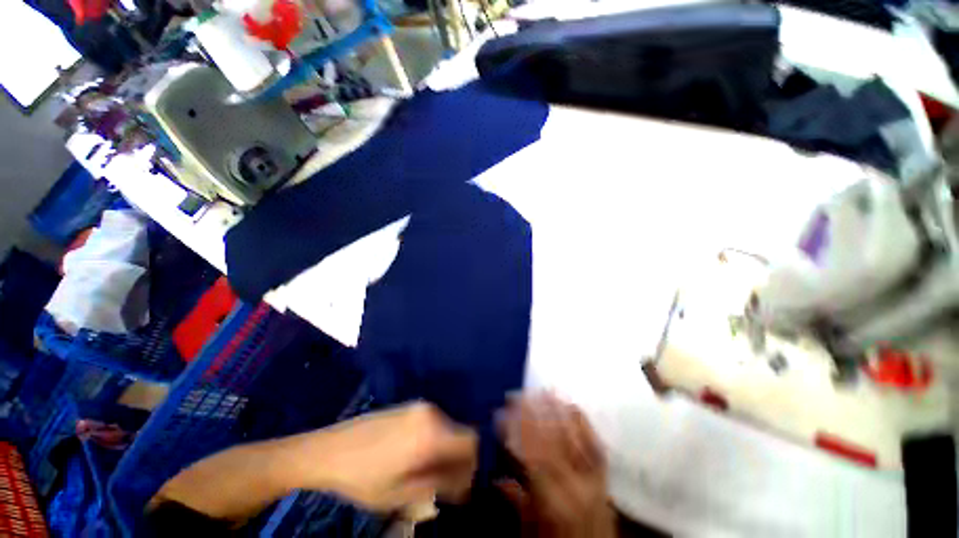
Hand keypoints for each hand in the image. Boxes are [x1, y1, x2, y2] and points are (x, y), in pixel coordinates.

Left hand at [280, 402, 478, 513]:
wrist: (329, 450)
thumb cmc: (364, 477)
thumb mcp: (402, 493)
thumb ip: (440, 485)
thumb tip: (467, 482)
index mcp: (432, 432)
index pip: (473, 441)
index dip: (476, 462)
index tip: (467, 482)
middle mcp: (432, 412)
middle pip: (462, 433)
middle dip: (461, 458)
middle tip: (448, 482)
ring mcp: (421, 406)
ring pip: (449, 427)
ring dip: (448, 449)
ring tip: (431, 471)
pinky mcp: (411, 406)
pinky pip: (436, 422)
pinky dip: (436, 439)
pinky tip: (418, 455)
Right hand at [497, 393, 615, 537]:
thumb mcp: (530, 531)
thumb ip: (516, 501)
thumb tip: (496, 478)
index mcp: (554, 502)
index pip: (531, 456)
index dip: (516, 432)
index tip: (502, 412)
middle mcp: (576, 486)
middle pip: (552, 440)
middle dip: (534, 414)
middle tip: (519, 394)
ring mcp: (595, 479)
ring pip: (574, 438)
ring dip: (557, 411)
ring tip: (543, 391)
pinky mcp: (606, 476)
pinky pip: (595, 443)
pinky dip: (583, 423)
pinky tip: (572, 406)